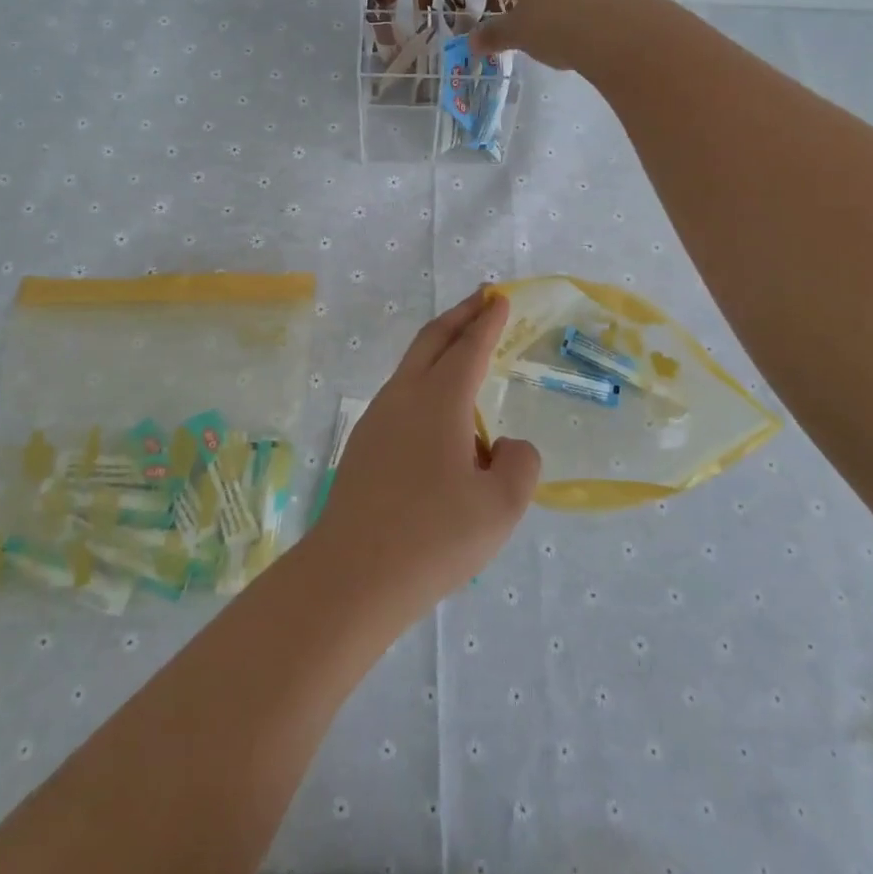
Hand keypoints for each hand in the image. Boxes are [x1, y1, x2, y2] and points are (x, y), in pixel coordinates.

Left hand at [308, 288, 540, 618]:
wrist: (353, 575)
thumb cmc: (433, 537)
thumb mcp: (501, 506)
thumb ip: (519, 464)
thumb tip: (503, 447)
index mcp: (439, 400)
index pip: (469, 347)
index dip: (488, 321)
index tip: (500, 298)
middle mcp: (404, 397)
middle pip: (432, 340)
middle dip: (460, 315)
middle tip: (483, 298)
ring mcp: (377, 419)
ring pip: (412, 367)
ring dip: (440, 349)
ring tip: (467, 357)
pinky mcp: (363, 445)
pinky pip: (402, 398)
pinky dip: (426, 385)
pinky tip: (441, 422)